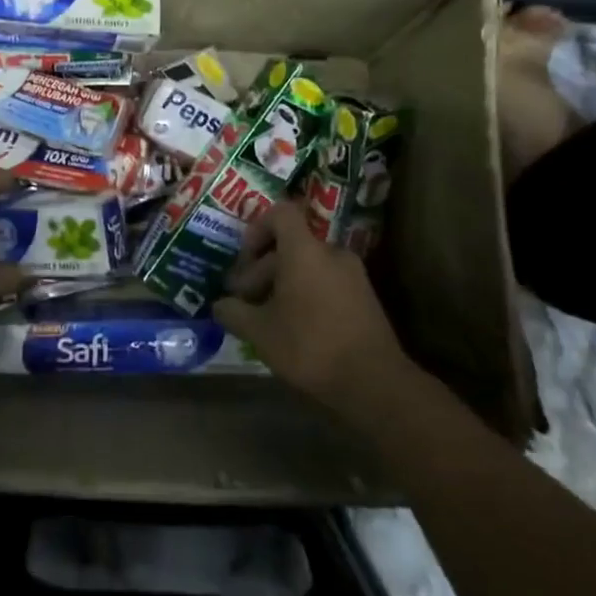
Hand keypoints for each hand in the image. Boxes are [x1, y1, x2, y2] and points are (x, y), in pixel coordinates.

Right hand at [213, 201, 414, 416]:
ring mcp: (353, 275)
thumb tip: (220, 305)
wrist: (375, 383)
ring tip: (266, 319)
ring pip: (307, 266)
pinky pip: (326, 283)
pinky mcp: (365, 298)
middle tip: (244, 302)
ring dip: (282, 285)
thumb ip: (234, 312)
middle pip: (290, 246)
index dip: (257, 228)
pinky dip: (306, 295)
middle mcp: (331, 253)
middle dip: (261, 270)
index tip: (244, 259)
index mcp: (304, 250)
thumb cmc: (310, 346)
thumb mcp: (259, 332)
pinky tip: (294, 329)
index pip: (281, 213)